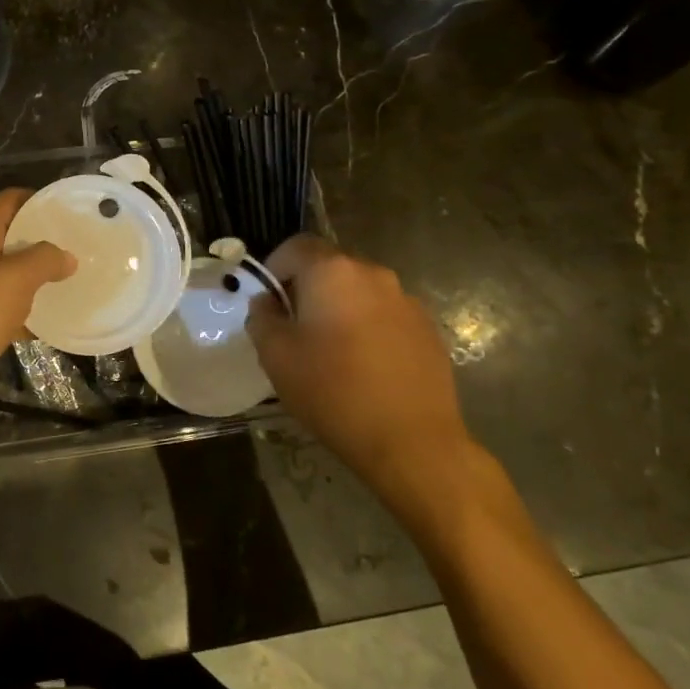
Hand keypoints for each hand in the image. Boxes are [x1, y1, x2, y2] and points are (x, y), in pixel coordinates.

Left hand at [0, 190, 74, 457]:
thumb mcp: (12, 280)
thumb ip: (44, 260)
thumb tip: (66, 255)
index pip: (12, 200)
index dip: (43, 200)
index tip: (78, 212)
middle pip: (12, 236)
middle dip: (46, 241)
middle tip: (87, 248)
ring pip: (10, 274)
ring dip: (39, 277)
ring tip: (80, 280)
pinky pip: (4, 308)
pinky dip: (27, 312)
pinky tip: (56, 321)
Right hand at [246, 235, 474, 527]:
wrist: (412, 442)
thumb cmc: (333, 391)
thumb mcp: (275, 356)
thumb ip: (262, 318)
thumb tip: (267, 303)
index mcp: (332, 272)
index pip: (296, 246)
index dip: (275, 267)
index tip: (269, 302)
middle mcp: (373, 274)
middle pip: (330, 266)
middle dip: (307, 289)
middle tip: (294, 328)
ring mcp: (406, 301)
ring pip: (359, 291)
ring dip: (340, 308)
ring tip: (331, 350)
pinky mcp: (427, 329)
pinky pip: (385, 314)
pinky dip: (368, 327)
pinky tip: (365, 366)